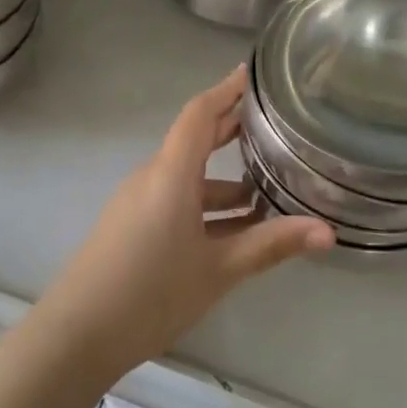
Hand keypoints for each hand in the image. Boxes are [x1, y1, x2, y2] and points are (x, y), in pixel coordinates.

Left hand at [42, 66, 333, 368]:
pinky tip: (235, 226)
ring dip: (225, 178)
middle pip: (195, 140)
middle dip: (232, 128)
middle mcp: (153, 177)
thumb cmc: (151, 293)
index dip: (226, 90)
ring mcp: (139, 201)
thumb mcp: (218, 269)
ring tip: (269, 187)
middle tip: (273, 122)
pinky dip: (206, 203)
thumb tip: (328, 232)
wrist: (77, 334)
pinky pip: (175, 199)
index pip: (200, 114)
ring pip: (188, 176)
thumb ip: (271, 245)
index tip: (253, 73)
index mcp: (171, 174)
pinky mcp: (132, 224)